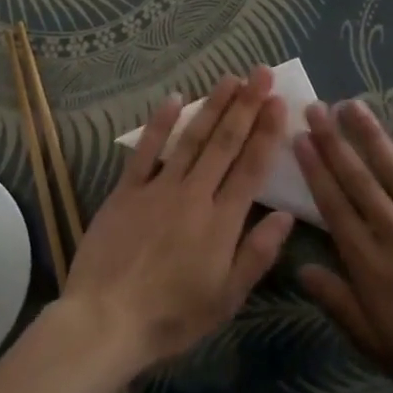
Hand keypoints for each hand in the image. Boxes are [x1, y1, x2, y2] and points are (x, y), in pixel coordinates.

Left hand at [62, 68, 295, 374]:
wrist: (105, 320)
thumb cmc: (171, 317)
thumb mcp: (225, 299)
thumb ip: (256, 254)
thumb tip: (287, 216)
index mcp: (222, 222)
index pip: (251, 167)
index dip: (266, 132)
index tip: (278, 102)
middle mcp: (194, 194)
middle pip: (225, 142)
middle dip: (246, 105)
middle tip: (260, 73)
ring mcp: (158, 187)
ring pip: (192, 138)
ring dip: (212, 105)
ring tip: (230, 78)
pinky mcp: (126, 189)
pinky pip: (146, 149)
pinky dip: (161, 123)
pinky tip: (174, 98)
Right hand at [294, 100, 392, 392]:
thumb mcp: (376, 344)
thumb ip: (337, 302)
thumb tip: (300, 268)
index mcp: (369, 262)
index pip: (333, 205)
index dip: (315, 169)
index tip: (300, 138)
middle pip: (358, 179)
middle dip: (334, 141)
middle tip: (316, 108)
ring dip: (372, 135)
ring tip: (353, 105)